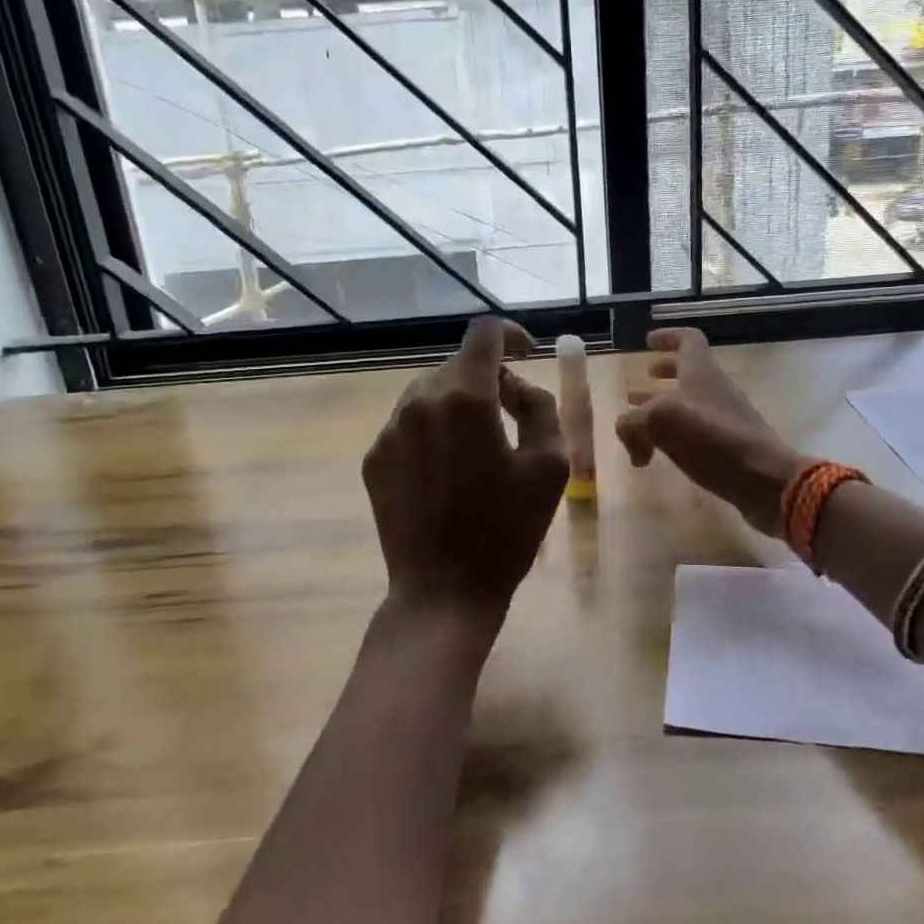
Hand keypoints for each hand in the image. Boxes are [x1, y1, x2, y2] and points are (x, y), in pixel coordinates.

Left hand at [362, 317, 568, 635]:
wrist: (443, 591)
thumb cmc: (507, 530)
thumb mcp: (550, 466)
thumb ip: (540, 407)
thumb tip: (515, 387)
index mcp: (466, 398)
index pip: (484, 333)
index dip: (511, 334)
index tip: (528, 353)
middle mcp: (419, 401)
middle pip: (457, 364)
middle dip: (488, 378)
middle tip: (512, 415)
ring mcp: (390, 430)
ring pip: (429, 391)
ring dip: (457, 402)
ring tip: (479, 444)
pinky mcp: (374, 458)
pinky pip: (408, 423)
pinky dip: (432, 429)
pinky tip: (448, 469)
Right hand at [615, 327, 808, 537]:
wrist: (765, 480)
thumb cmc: (713, 440)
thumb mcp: (660, 422)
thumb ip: (633, 423)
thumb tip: (632, 441)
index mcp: (701, 373)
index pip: (688, 340)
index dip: (667, 337)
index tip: (648, 341)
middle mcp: (716, 390)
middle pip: (688, 372)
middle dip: (661, 376)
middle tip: (638, 386)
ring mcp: (726, 419)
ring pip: (690, 404)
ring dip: (664, 410)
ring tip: (641, 425)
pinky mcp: (731, 447)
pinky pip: (697, 432)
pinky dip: (676, 436)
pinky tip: (661, 454)